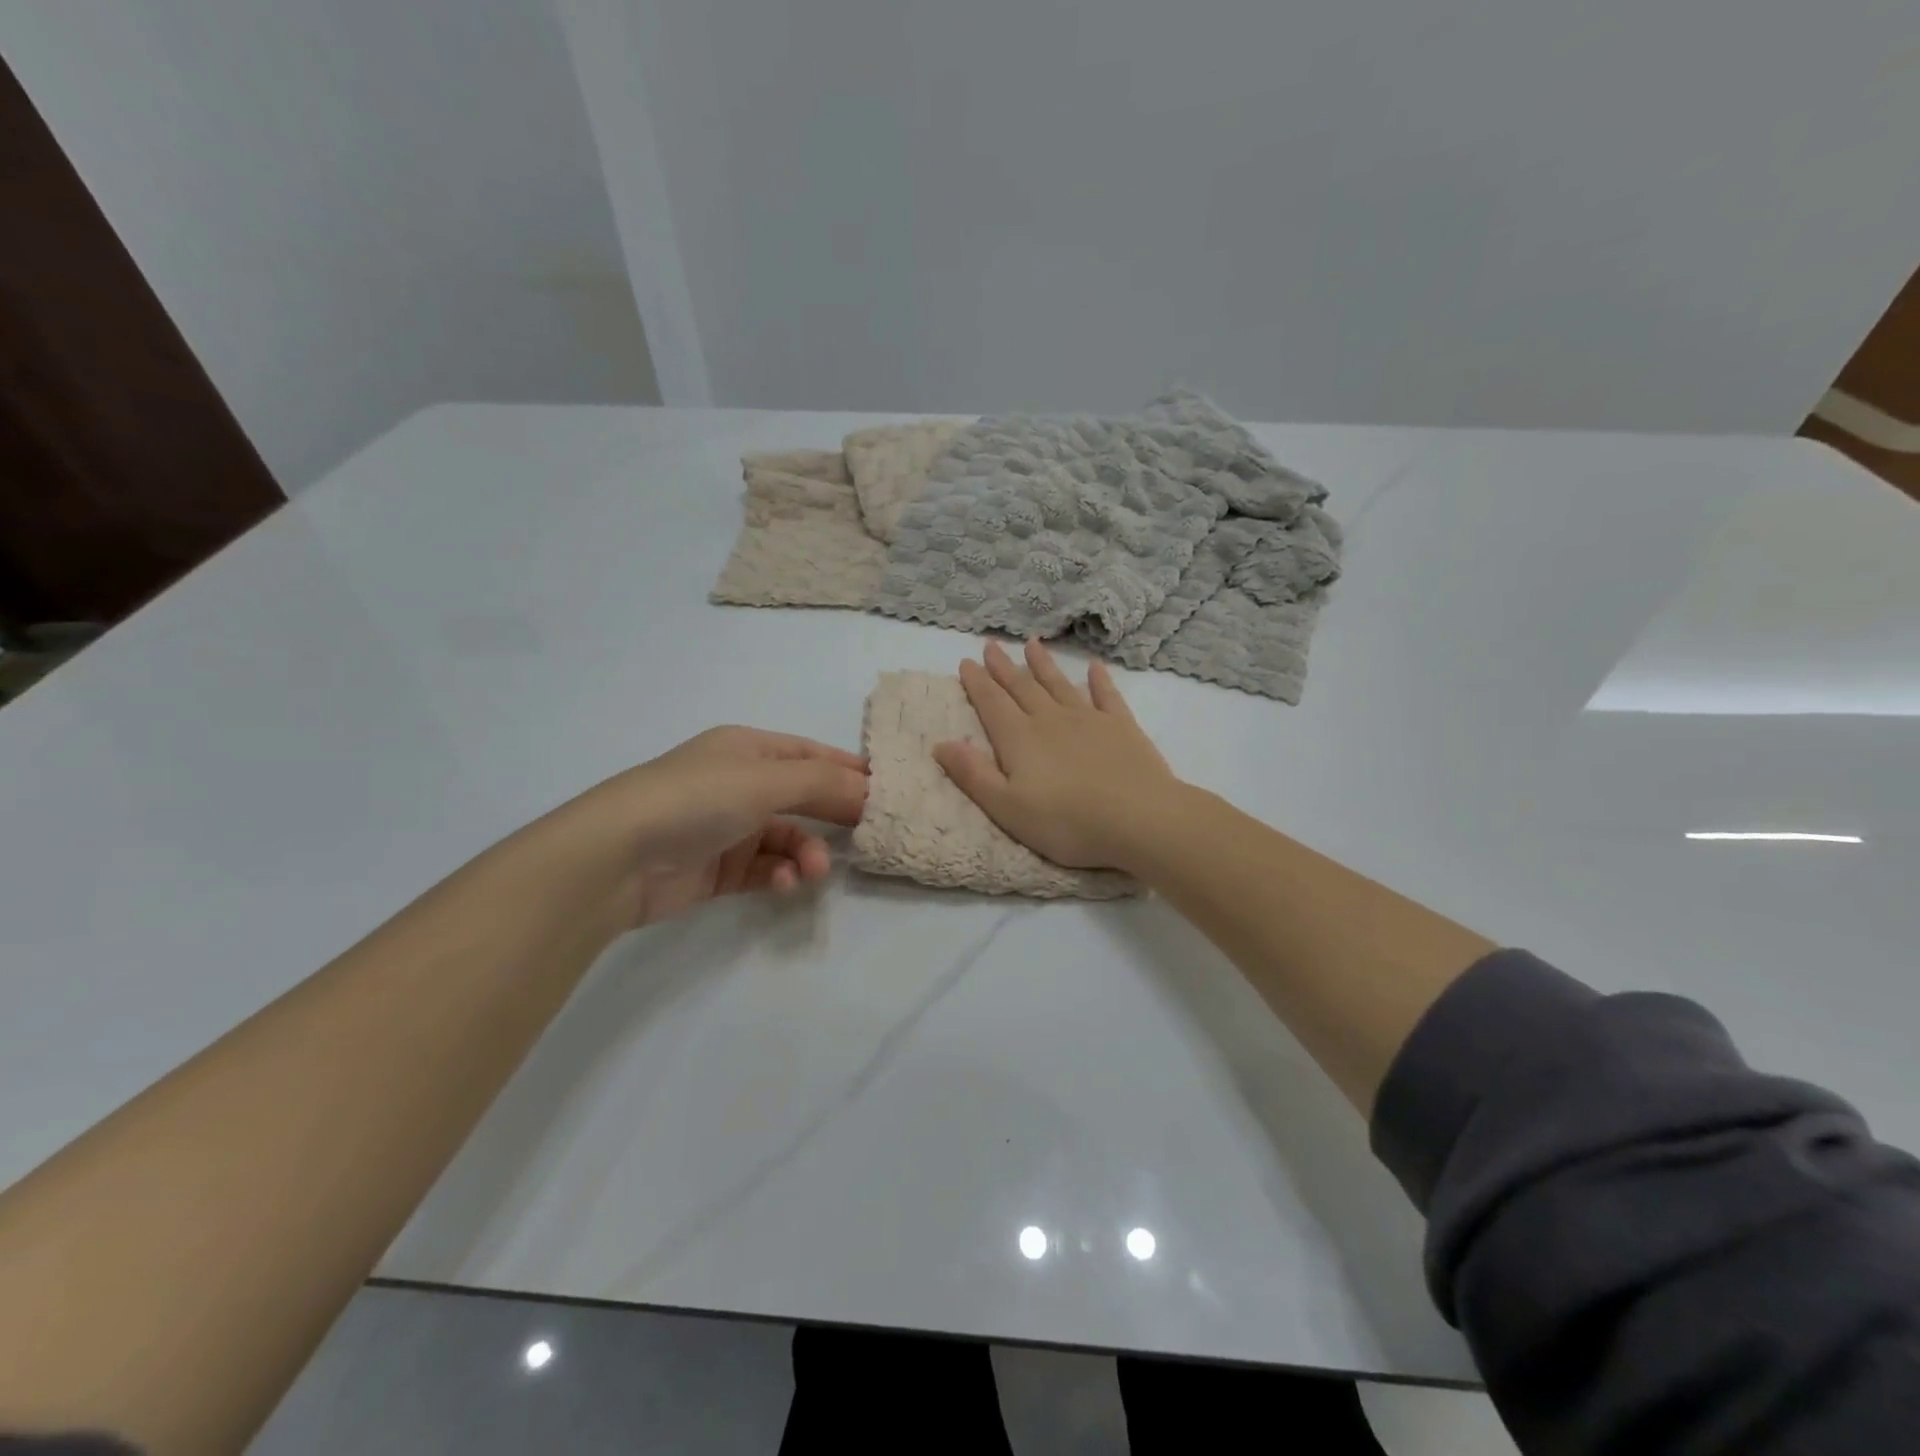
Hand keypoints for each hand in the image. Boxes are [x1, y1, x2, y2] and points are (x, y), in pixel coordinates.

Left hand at [547, 726, 868, 927]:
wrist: (615, 858)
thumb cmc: (695, 799)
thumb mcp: (765, 780)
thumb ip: (823, 783)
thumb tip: (870, 790)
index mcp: (747, 749)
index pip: (810, 754)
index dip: (847, 770)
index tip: (884, 792)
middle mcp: (739, 784)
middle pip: (803, 797)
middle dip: (833, 816)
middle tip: (867, 835)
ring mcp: (727, 827)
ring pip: (787, 838)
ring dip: (806, 854)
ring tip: (812, 872)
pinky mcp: (718, 870)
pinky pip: (765, 869)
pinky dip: (780, 876)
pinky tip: (783, 885)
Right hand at [933, 640, 1183, 870]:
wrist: (1139, 819)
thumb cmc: (1067, 823)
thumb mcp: (1007, 808)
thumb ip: (973, 775)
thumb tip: (940, 743)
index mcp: (1019, 739)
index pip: (991, 704)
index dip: (977, 683)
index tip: (966, 662)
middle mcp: (1050, 720)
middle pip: (1022, 688)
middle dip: (1004, 667)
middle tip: (991, 645)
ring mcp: (1089, 720)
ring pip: (1059, 685)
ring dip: (1043, 665)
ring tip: (1032, 644)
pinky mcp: (1122, 727)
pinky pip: (1106, 696)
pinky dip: (1099, 680)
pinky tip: (1094, 667)